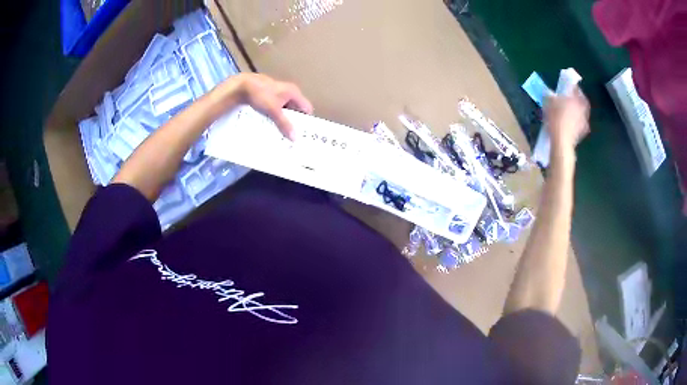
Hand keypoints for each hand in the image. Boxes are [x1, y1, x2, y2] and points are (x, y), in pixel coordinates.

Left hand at [218, 73, 312, 139]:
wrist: (242, 86)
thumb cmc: (261, 95)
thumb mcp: (273, 111)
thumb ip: (284, 124)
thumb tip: (295, 138)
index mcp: (294, 92)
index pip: (307, 108)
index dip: (306, 120)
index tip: (304, 133)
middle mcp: (288, 91)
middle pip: (296, 109)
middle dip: (294, 121)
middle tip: (292, 136)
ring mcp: (278, 93)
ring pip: (285, 109)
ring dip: (284, 119)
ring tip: (282, 132)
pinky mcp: (269, 95)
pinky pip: (276, 107)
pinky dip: (275, 115)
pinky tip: (271, 124)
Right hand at [544, 87, 589, 152]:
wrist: (562, 140)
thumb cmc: (556, 118)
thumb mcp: (548, 102)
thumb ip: (549, 95)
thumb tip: (549, 93)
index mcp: (576, 98)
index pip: (575, 88)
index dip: (571, 86)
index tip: (567, 87)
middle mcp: (583, 108)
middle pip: (581, 101)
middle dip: (576, 100)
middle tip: (570, 100)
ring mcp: (584, 121)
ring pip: (581, 112)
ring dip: (576, 111)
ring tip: (569, 112)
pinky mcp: (583, 132)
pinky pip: (580, 124)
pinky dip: (576, 122)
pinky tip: (570, 124)